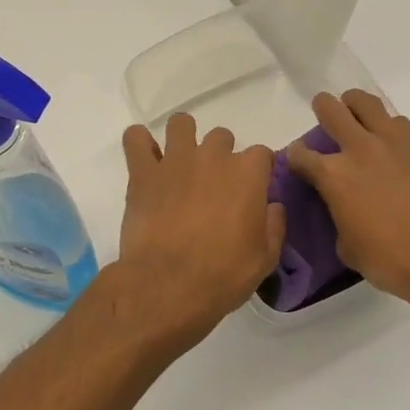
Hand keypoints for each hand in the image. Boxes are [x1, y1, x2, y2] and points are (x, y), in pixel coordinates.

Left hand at [114, 114, 285, 345]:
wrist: (169, 285)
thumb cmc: (224, 275)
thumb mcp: (265, 258)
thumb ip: (273, 225)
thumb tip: (272, 206)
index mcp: (248, 174)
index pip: (261, 154)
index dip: (257, 172)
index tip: (251, 191)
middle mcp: (213, 156)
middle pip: (221, 137)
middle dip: (219, 156)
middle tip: (211, 186)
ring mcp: (175, 160)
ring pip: (180, 124)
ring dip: (182, 138)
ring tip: (179, 165)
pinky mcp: (143, 173)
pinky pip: (135, 139)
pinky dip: (139, 144)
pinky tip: (144, 160)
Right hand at [286, 91, 409, 318]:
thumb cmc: (393, 261)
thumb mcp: (349, 248)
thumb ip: (340, 218)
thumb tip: (345, 210)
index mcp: (334, 176)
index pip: (301, 154)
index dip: (296, 157)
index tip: (298, 161)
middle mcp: (361, 149)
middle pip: (332, 110)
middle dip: (323, 109)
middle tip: (325, 115)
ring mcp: (397, 142)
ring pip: (368, 104)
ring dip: (357, 108)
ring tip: (360, 120)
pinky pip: (401, 124)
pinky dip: (390, 130)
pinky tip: (395, 149)